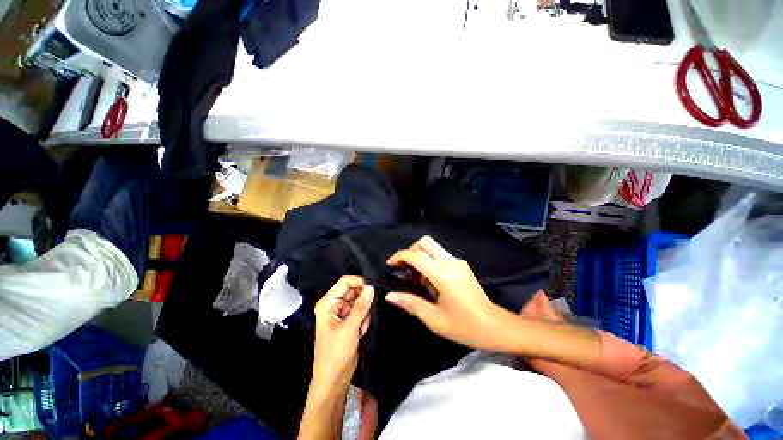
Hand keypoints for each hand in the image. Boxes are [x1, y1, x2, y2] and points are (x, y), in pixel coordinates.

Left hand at [313, 276, 373, 386]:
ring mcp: (342, 312)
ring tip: (362, 327)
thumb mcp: (350, 328)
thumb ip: (361, 306)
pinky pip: (360, 311)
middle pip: (353, 290)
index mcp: (328, 303)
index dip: (358, 282)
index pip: (344, 282)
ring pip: (359, 301)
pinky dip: (364, 319)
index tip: (372, 288)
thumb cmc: (336, 353)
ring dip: (364, 312)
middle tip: (367, 313)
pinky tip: (362, 331)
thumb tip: (371, 287)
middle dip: (363, 300)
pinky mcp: (349, 320)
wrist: (333, 380)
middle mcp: (334, 304)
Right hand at [384, 236, 504, 350]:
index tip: (390, 264)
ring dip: (421, 255)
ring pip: (434, 246)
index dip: (400, 256)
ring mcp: (458, 262)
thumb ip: (410, 303)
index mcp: (442, 275)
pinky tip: (430, 280)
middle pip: (425, 242)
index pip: (416, 255)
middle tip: (404, 267)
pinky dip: (430, 260)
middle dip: (411, 250)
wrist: (494, 326)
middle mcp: (450, 262)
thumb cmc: (463, 326)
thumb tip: (389, 296)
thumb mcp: (433, 319)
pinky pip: (441, 255)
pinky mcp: (462, 265)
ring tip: (417, 277)